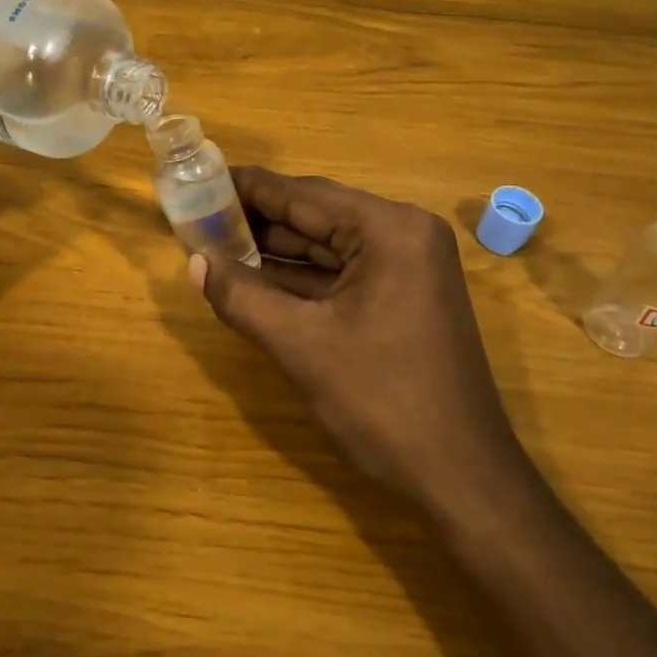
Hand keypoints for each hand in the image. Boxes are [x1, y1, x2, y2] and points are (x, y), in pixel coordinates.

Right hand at [193, 168, 524, 514]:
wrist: (461, 477)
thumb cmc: (383, 402)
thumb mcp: (302, 346)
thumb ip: (242, 297)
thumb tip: (194, 263)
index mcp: (389, 230)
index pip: (303, 194)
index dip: (248, 188)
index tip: (201, 180)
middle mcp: (404, 233)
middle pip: (317, 214)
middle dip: (258, 220)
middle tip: (199, 216)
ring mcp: (409, 264)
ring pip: (328, 244)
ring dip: (276, 249)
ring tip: (216, 243)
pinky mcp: (405, 294)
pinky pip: (343, 272)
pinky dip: (301, 276)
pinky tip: (256, 277)